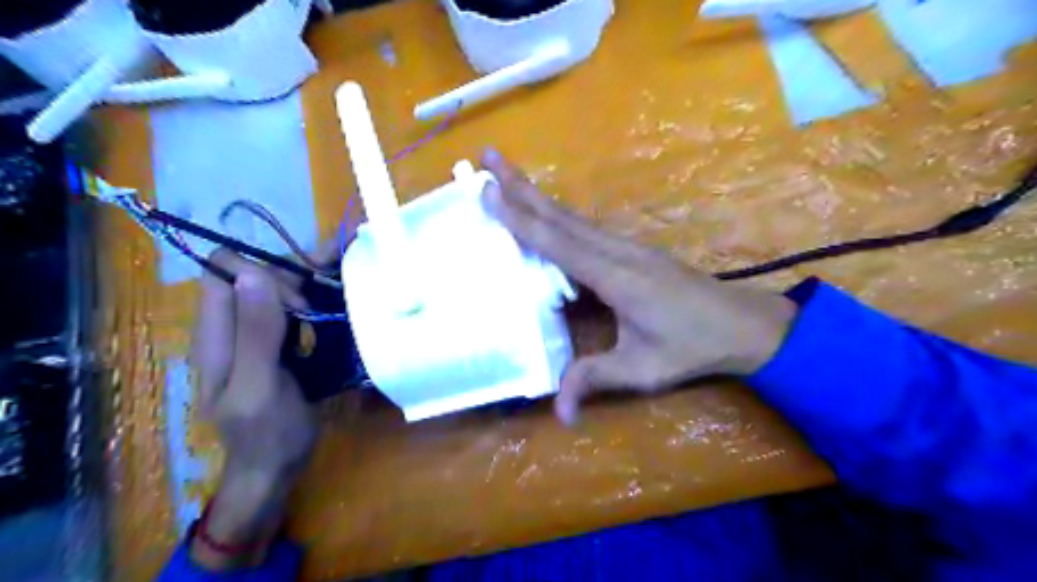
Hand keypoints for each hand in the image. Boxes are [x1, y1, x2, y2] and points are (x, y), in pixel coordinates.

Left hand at [187, 250, 314, 568]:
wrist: (276, 467)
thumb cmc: (267, 433)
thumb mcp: (259, 387)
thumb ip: (256, 333)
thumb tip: (253, 273)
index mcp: (216, 336)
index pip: (225, 273)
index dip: (261, 276)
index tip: (297, 306)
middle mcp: (233, 326)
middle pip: (255, 275)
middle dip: (291, 281)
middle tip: (319, 312)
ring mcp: (256, 333)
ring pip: (277, 288)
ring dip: (308, 285)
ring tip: (339, 293)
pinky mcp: (278, 342)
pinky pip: (294, 307)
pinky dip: (316, 299)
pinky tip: (337, 306)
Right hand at [476, 149, 795, 422]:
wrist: (742, 324)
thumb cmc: (692, 346)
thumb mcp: (643, 369)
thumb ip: (595, 380)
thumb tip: (560, 415)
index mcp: (615, 277)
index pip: (558, 243)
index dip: (521, 219)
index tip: (488, 191)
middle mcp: (616, 251)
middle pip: (560, 214)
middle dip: (521, 185)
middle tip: (488, 156)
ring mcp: (625, 245)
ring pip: (572, 215)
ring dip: (537, 193)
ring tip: (506, 174)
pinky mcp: (630, 249)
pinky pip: (584, 226)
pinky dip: (556, 213)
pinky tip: (545, 210)